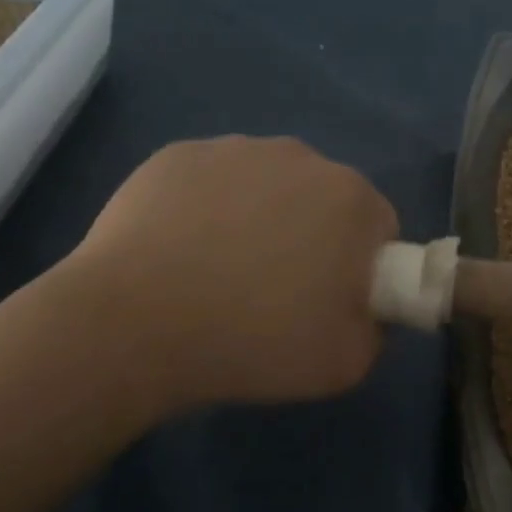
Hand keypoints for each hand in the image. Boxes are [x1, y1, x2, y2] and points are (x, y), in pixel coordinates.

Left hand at [58, 136, 398, 414]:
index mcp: (351, 198)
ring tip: (220, 272)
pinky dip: (208, 208)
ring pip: (268, 184)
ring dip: (261, 217)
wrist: (132, 327)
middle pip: (324, 199)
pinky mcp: (176, 155)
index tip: (331, 301)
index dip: (361, 268)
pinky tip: (181, 252)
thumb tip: (362, 305)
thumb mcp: (347, 363)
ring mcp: (233, 149)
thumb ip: (376, 327)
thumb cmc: (253, 343)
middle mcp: (300, 156)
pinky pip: (213, 181)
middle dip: (314, 236)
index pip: (378, 228)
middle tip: (277, 290)